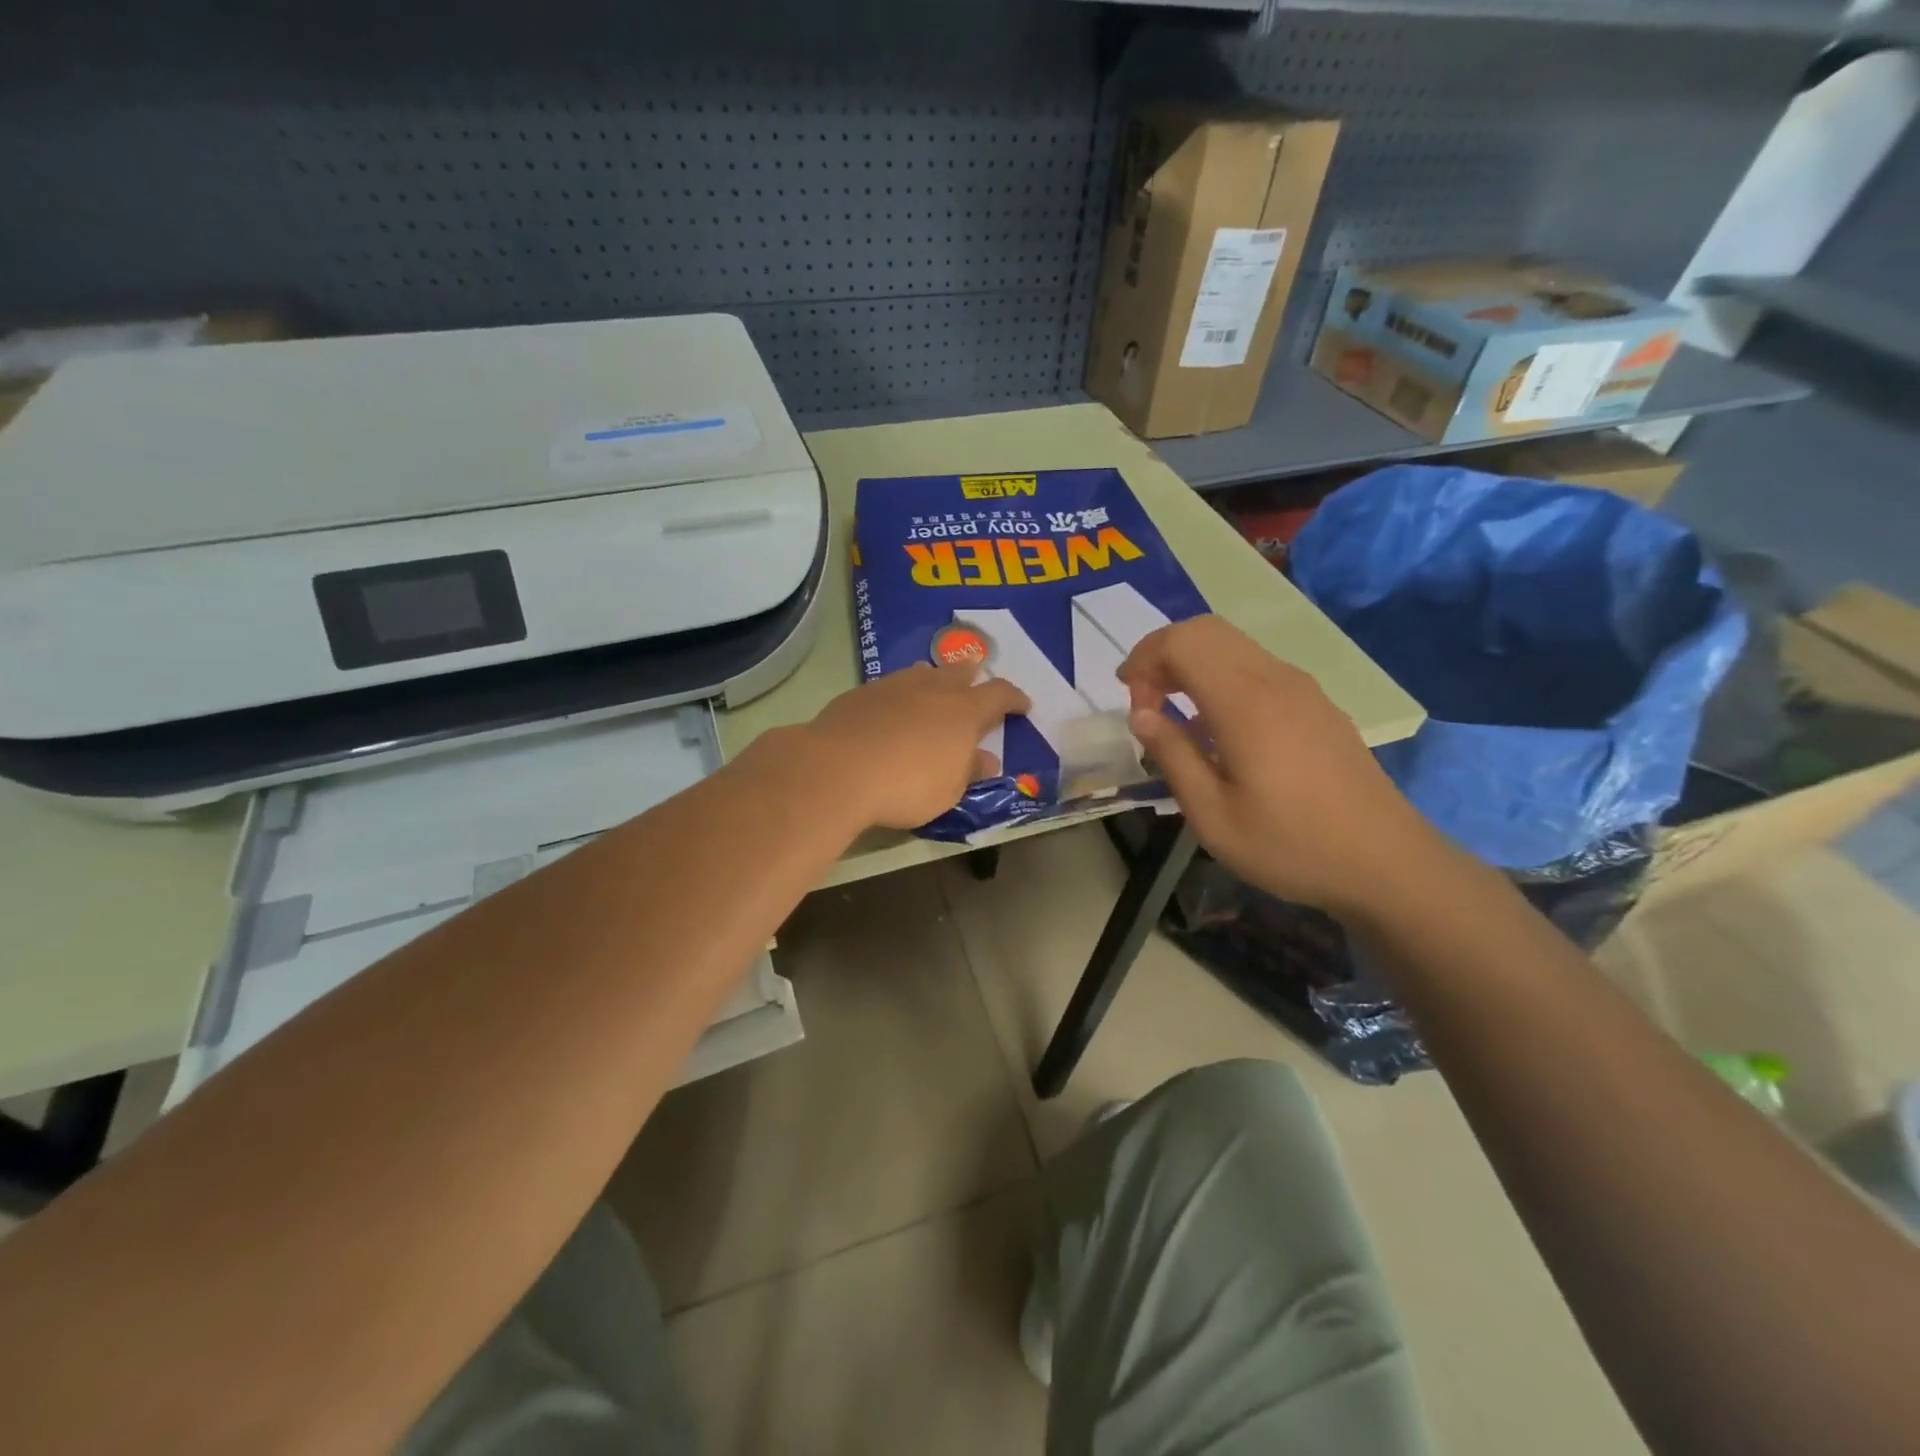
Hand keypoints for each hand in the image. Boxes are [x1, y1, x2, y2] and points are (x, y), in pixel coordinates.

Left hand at [800, 662, 1029, 830]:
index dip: (1014, 698)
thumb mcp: (948, 790)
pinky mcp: (861, 693)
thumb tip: (987, 759)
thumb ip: (969, 770)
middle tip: (976, 689)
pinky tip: (892, 713)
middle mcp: (932, 688)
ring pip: (923, 674)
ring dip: (935, 682)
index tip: (1023, 706)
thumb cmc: (906, 786)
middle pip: (960, 672)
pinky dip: (901, 695)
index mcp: (963, 711)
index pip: (999, 694)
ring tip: (934, 695)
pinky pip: (891, 686)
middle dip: (973, 679)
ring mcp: (894, 686)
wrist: (838, 770)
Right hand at [1118, 616, 1446, 919]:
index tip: (1132, 706)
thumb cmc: (1289, 845)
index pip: (1182, 642)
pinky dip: (1222, 676)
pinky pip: (1258, 667)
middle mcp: (1275, 680)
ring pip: (1234, 645)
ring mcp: (1302, 689)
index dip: (1144, 661)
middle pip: (1207, 631)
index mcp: (1245, 702)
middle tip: (1146, 702)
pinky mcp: (1318, 704)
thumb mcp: (1212, 815)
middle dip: (1163, 655)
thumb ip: (1172, 755)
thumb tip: (1141, 715)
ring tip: (1175, 714)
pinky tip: (1219, 727)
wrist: (1386, 863)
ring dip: (1193, 664)